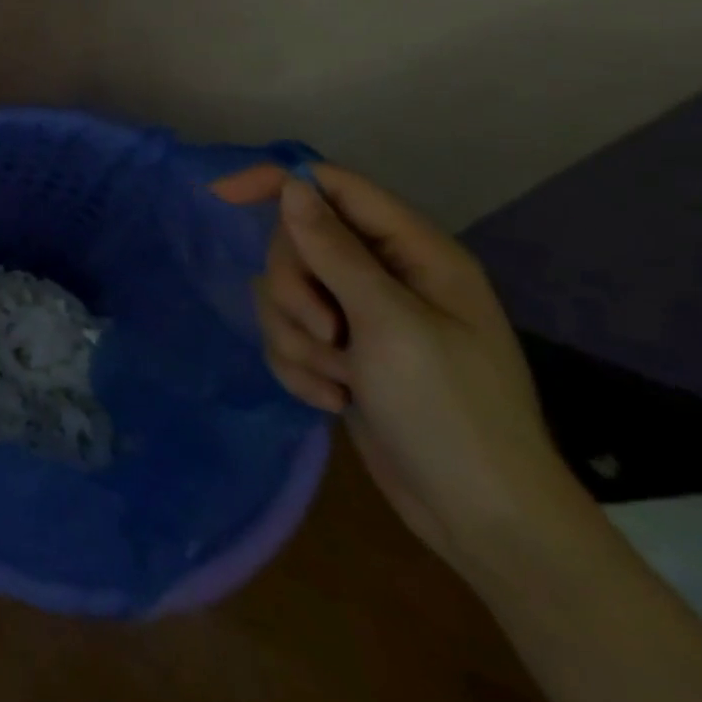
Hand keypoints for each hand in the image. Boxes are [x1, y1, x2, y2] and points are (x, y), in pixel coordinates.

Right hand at [220, 163, 592, 586]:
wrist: (480, 518)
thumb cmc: (450, 411)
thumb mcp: (389, 323)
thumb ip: (333, 250)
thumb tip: (291, 185)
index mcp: (415, 254)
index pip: (333, 187)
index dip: (277, 182)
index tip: (221, 196)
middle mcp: (385, 275)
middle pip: (297, 243)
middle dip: (294, 289)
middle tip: (326, 332)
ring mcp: (360, 315)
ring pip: (283, 291)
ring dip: (295, 335)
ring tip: (337, 377)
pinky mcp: (340, 352)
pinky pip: (286, 332)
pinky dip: (298, 364)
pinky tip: (331, 397)